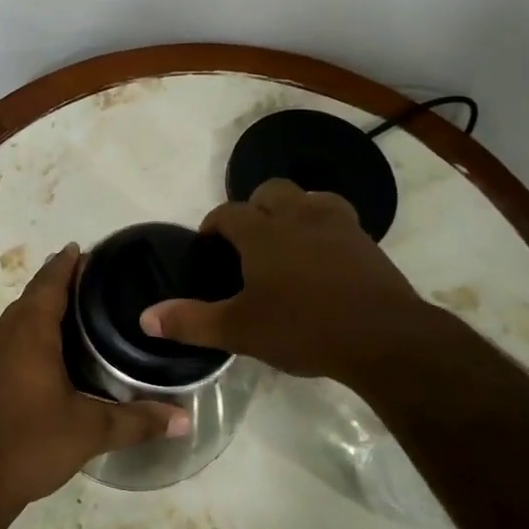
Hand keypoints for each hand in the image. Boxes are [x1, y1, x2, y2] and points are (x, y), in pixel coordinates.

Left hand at [0, 245, 188, 522]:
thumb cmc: (29, 444)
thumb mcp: (89, 431)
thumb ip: (137, 421)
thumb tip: (185, 419)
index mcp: (29, 331)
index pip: (50, 281)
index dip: (67, 264)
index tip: (84, 249)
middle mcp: (1, 333)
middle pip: (31, 297)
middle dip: (56, 285)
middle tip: (89, 284)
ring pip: (14, 322)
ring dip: (38, 313)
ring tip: (70, 318)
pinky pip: (3, 343)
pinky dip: (23, 338)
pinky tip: (40, 360)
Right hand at [141, 178, 435, 381]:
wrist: (383, 337)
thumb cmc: (303, 328)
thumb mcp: (240, 330)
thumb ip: (191, 321)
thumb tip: (145, 317)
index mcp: (262, 232)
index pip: (228, 213)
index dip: (213, 225)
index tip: (208, 245)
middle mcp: (297, 215)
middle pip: (269, 191)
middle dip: (254, 209)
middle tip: (249, 244)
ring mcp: (336, 224)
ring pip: (308, 199)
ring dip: (293, 212)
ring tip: (288, 243)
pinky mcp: (366, 240)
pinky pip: (338, 220)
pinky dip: (324, 229)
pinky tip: (324, 258)